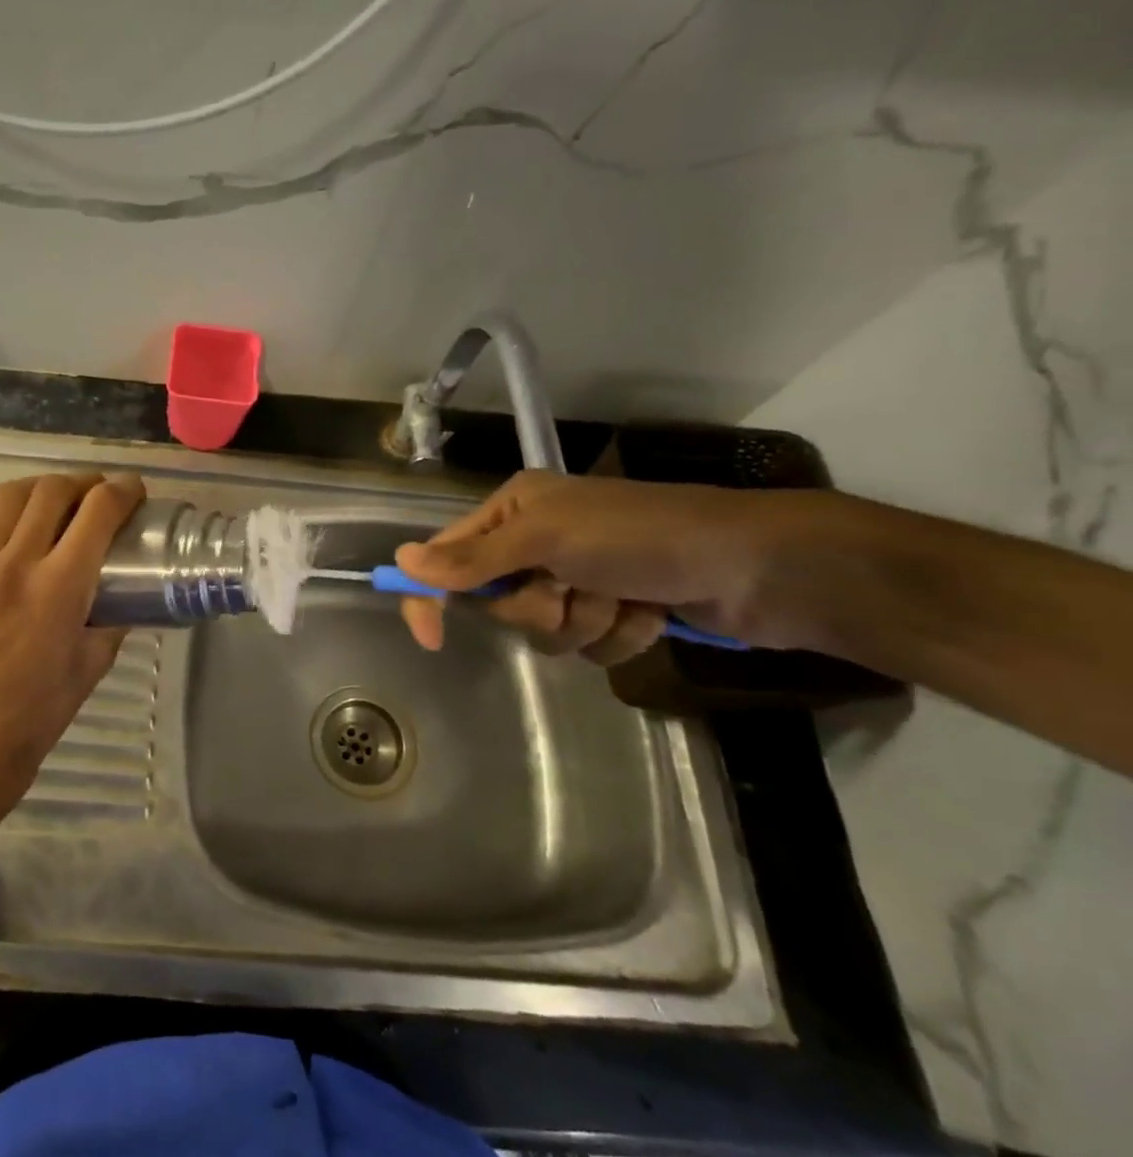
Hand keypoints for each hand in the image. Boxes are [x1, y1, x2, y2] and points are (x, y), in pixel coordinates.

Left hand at [0, 473, 146, 826]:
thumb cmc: (44, 703)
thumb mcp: (97, 658)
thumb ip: (115, 614)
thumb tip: (124, 587)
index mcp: (61, 586)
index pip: (98, 512)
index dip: (123, 491)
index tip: (134, 490)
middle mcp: (17, 564)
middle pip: (52, 492)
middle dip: (84, 483)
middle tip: (98, 494)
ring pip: (9, 496)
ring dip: (40, 487)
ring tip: (55, 497)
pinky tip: (9, 508)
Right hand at [393, 471, 796, 661]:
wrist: (755, 566)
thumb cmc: (639, 536)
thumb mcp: (546, 539)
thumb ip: (472, 559)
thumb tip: (402, 561)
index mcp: (515, 511)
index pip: (449, 558)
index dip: (432, 596)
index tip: (430, 638)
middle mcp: (539, 541)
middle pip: (499, 602)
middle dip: (539, 607)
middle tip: (571, 588)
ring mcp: (580, 577)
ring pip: (546, 630)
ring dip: (585, 623)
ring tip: (624, 598)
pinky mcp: (616, 609)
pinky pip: (590, 646)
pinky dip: (620, 635)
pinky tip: (651, 613)